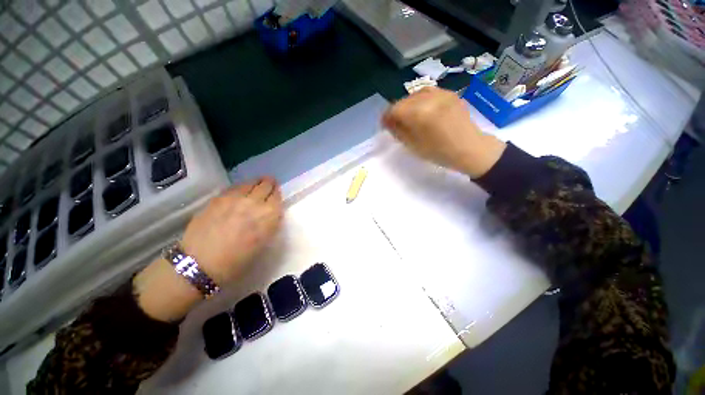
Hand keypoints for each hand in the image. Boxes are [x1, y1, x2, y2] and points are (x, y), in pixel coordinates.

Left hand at [180, 177, 282, 283]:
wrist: (202, 263)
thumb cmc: (238, 260)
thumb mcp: (264, 243)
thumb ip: (271, 223)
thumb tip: (271, 213)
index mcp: (269, 214)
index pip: (277, 196)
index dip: (277, 193)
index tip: (276, 193)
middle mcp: (255, 202)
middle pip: (266, 184)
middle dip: (269, 184)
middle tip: (269, 184)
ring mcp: (236, 198)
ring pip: (251, 182)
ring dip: (256, 183)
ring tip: (256, 185)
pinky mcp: (219, 198)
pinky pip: (235, 187)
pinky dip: (241, 187)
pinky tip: (240, 192)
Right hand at [382, 87, 505, 177]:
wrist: (470, 149)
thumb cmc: (440, 152)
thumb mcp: (413, 146)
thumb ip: (398, 131)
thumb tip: (388, 122)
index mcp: (419, 113)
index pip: (395, 109)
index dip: (386, 117)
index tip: (384, 125)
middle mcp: (429, 98)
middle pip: (404, 100)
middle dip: (397, 111)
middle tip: (396, 123)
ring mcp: (442, 94)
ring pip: (415, 94)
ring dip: (408, 105)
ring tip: (409, 117)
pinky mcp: (450, 94)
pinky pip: (429, 93)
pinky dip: (421, 100)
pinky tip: (423, 110)